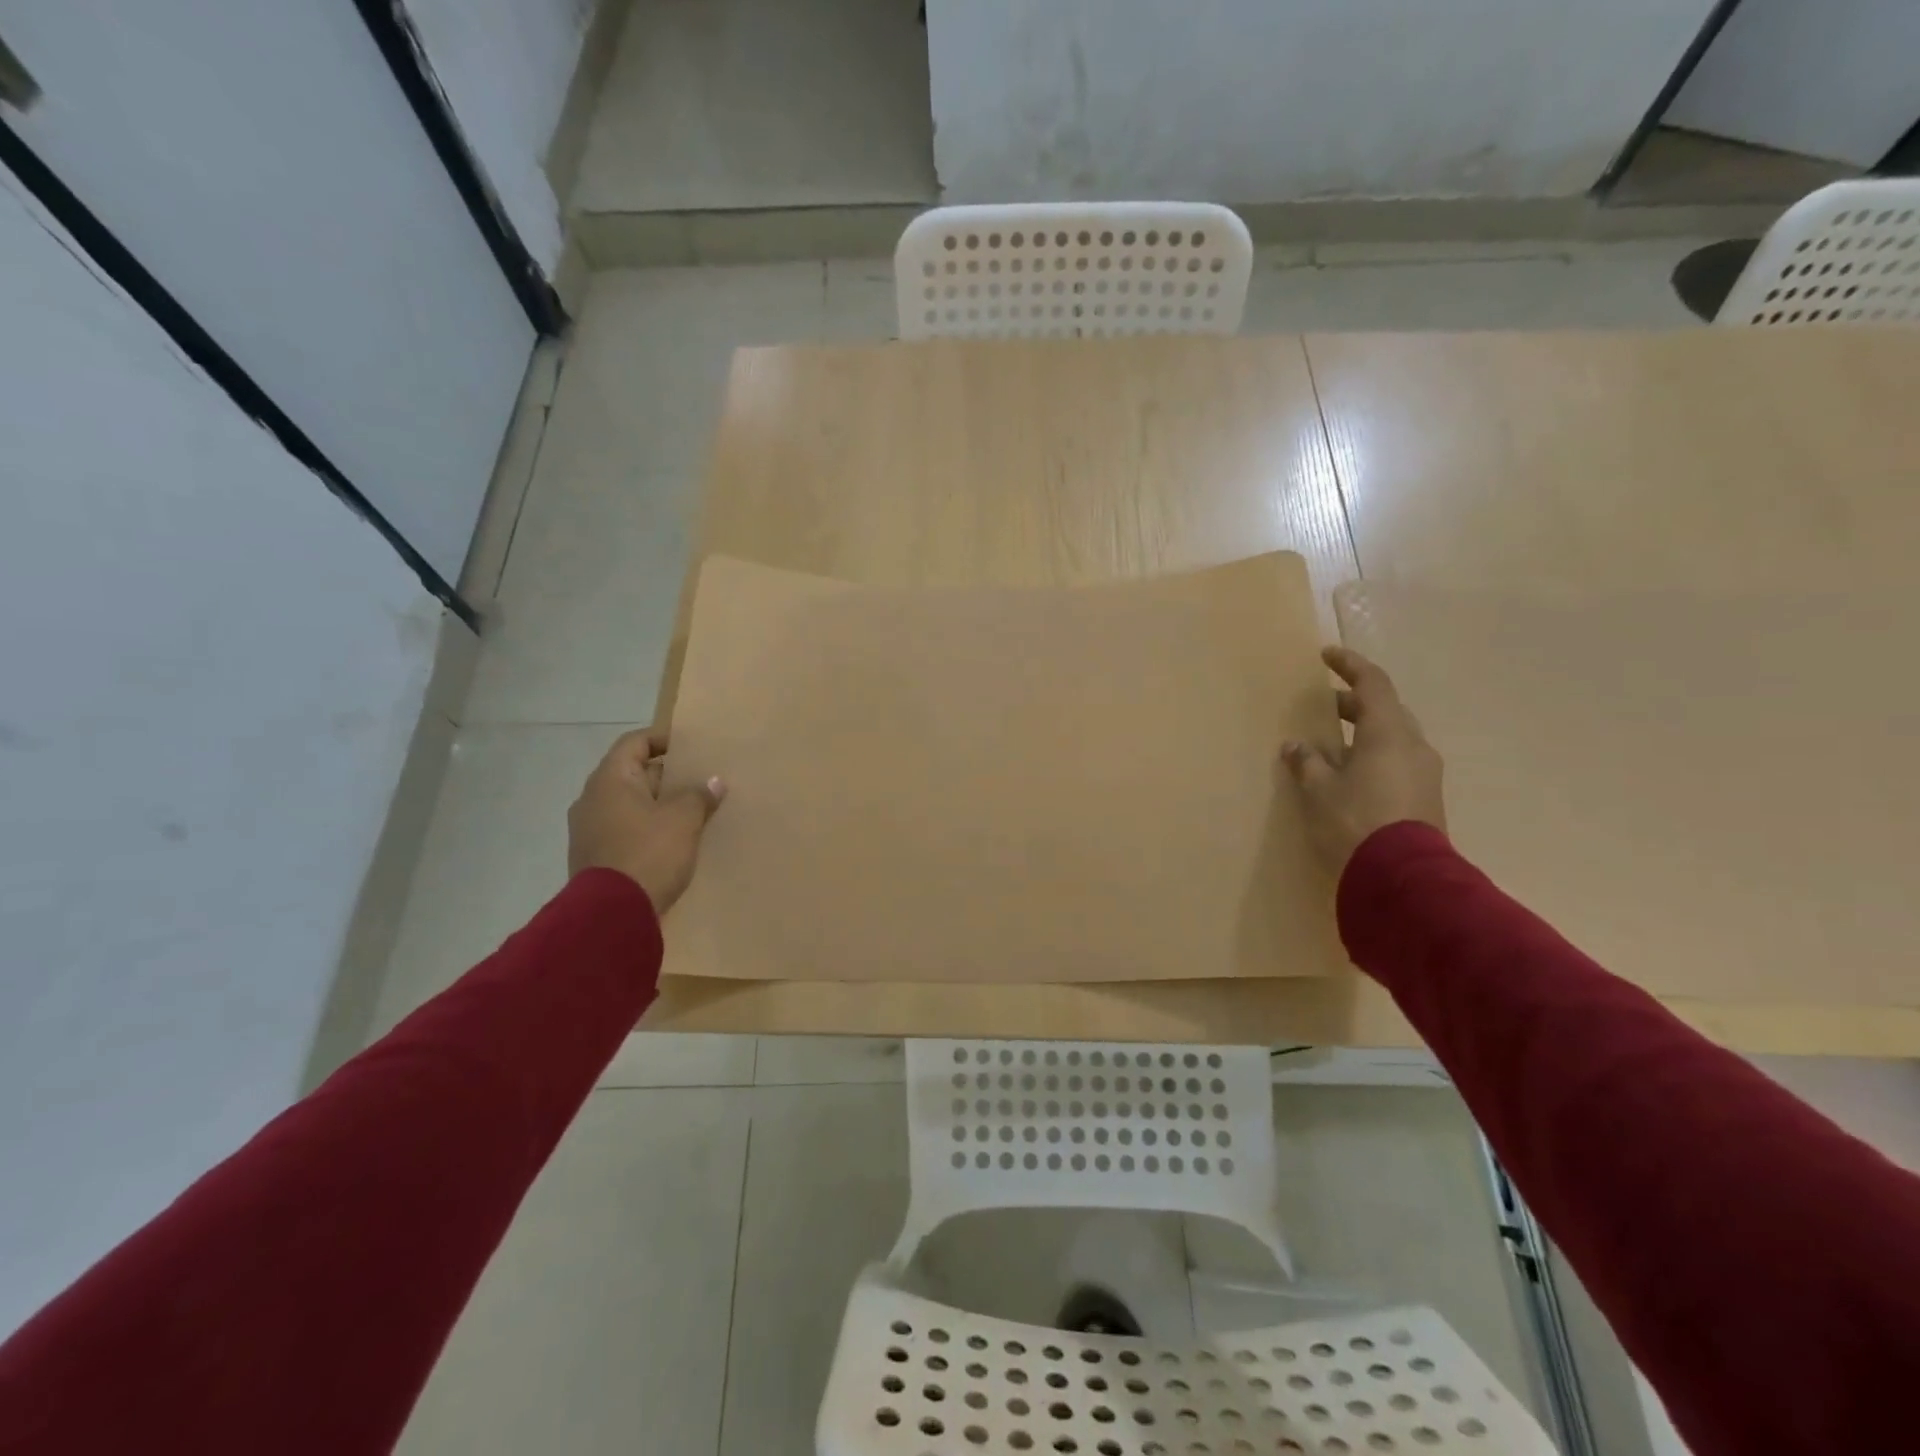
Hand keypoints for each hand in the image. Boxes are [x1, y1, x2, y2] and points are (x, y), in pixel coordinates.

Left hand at [567, 729, 725, 913]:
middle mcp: (592, 798)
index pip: (634, 742)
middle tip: (698, 783)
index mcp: (610, 779)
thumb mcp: (683, 820)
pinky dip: (645, 829)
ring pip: (628, 805)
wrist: (611, 915)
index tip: (690, 748)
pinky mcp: (592, 857)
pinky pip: (623, 830)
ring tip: (689, 814)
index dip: (662, 740)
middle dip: (665, 777)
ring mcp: (588, 829)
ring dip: (656, 806)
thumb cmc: (648, 853)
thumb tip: (713, 782)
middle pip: (632, 774)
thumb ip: (699, 796)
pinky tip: (670, 843)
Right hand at [1282, 646, 1445, 876]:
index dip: (1349, 665)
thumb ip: (1307, 762)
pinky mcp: (1425, 797)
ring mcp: (1424, 772)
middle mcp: (1413, 745)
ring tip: (1331, 745)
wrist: (1403, 878)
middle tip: (1323, 707)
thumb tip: (1295, 746)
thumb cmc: (1355, 821)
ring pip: (1392, 737)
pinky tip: (1348, 775)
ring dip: (1363, 733)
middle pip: (1385, 710)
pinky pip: (1397, 762)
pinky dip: (1372, 756)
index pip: (1372, 683)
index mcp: (1389, 732)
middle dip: (1353, 704)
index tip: (1326, 655)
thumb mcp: (1319, 790)